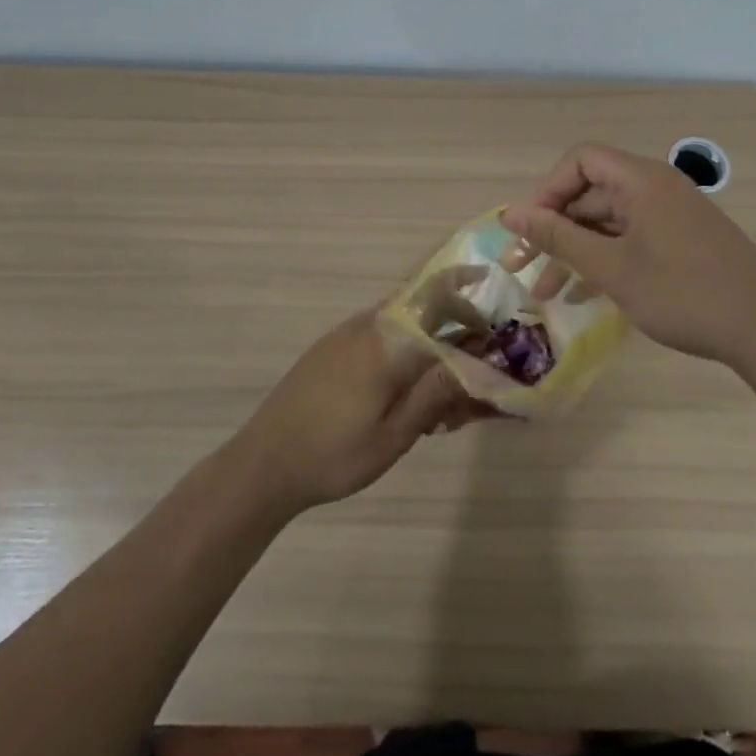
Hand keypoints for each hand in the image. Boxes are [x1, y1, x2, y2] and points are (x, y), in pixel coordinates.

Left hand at [229, 307, 489, 514]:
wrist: (263, 463)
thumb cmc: (334, 454)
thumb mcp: (394, 435)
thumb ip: (436, 393)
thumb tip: (478, 361)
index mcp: (386, 341)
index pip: (436, 298)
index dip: (467, 293)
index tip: (492, 298)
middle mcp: (366, 326)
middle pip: (421, 304)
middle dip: (455, 321)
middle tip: (478, 355)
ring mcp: (344, 335)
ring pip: (400, 322)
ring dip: (429, 338)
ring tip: (444, 384)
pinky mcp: (330, 349)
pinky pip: (378, 334)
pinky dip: (403, 349)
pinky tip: (406, 390)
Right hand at [501, 143, 755, 362]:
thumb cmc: (683, 293)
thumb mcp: (611, 268)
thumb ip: (558, 237)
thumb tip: (509, 213)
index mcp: (641, 181)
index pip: (580, 161)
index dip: (548, 190)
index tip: (530, 230)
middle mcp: (656, 189)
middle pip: (591, 194)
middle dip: (553, 230)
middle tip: (520, 268)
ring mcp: (671, 217)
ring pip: (608, 223)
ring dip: (575, 252)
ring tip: (546, 293)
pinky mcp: (682, 243)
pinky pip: (630, 240)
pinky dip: (605, 261)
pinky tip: (583, 295)